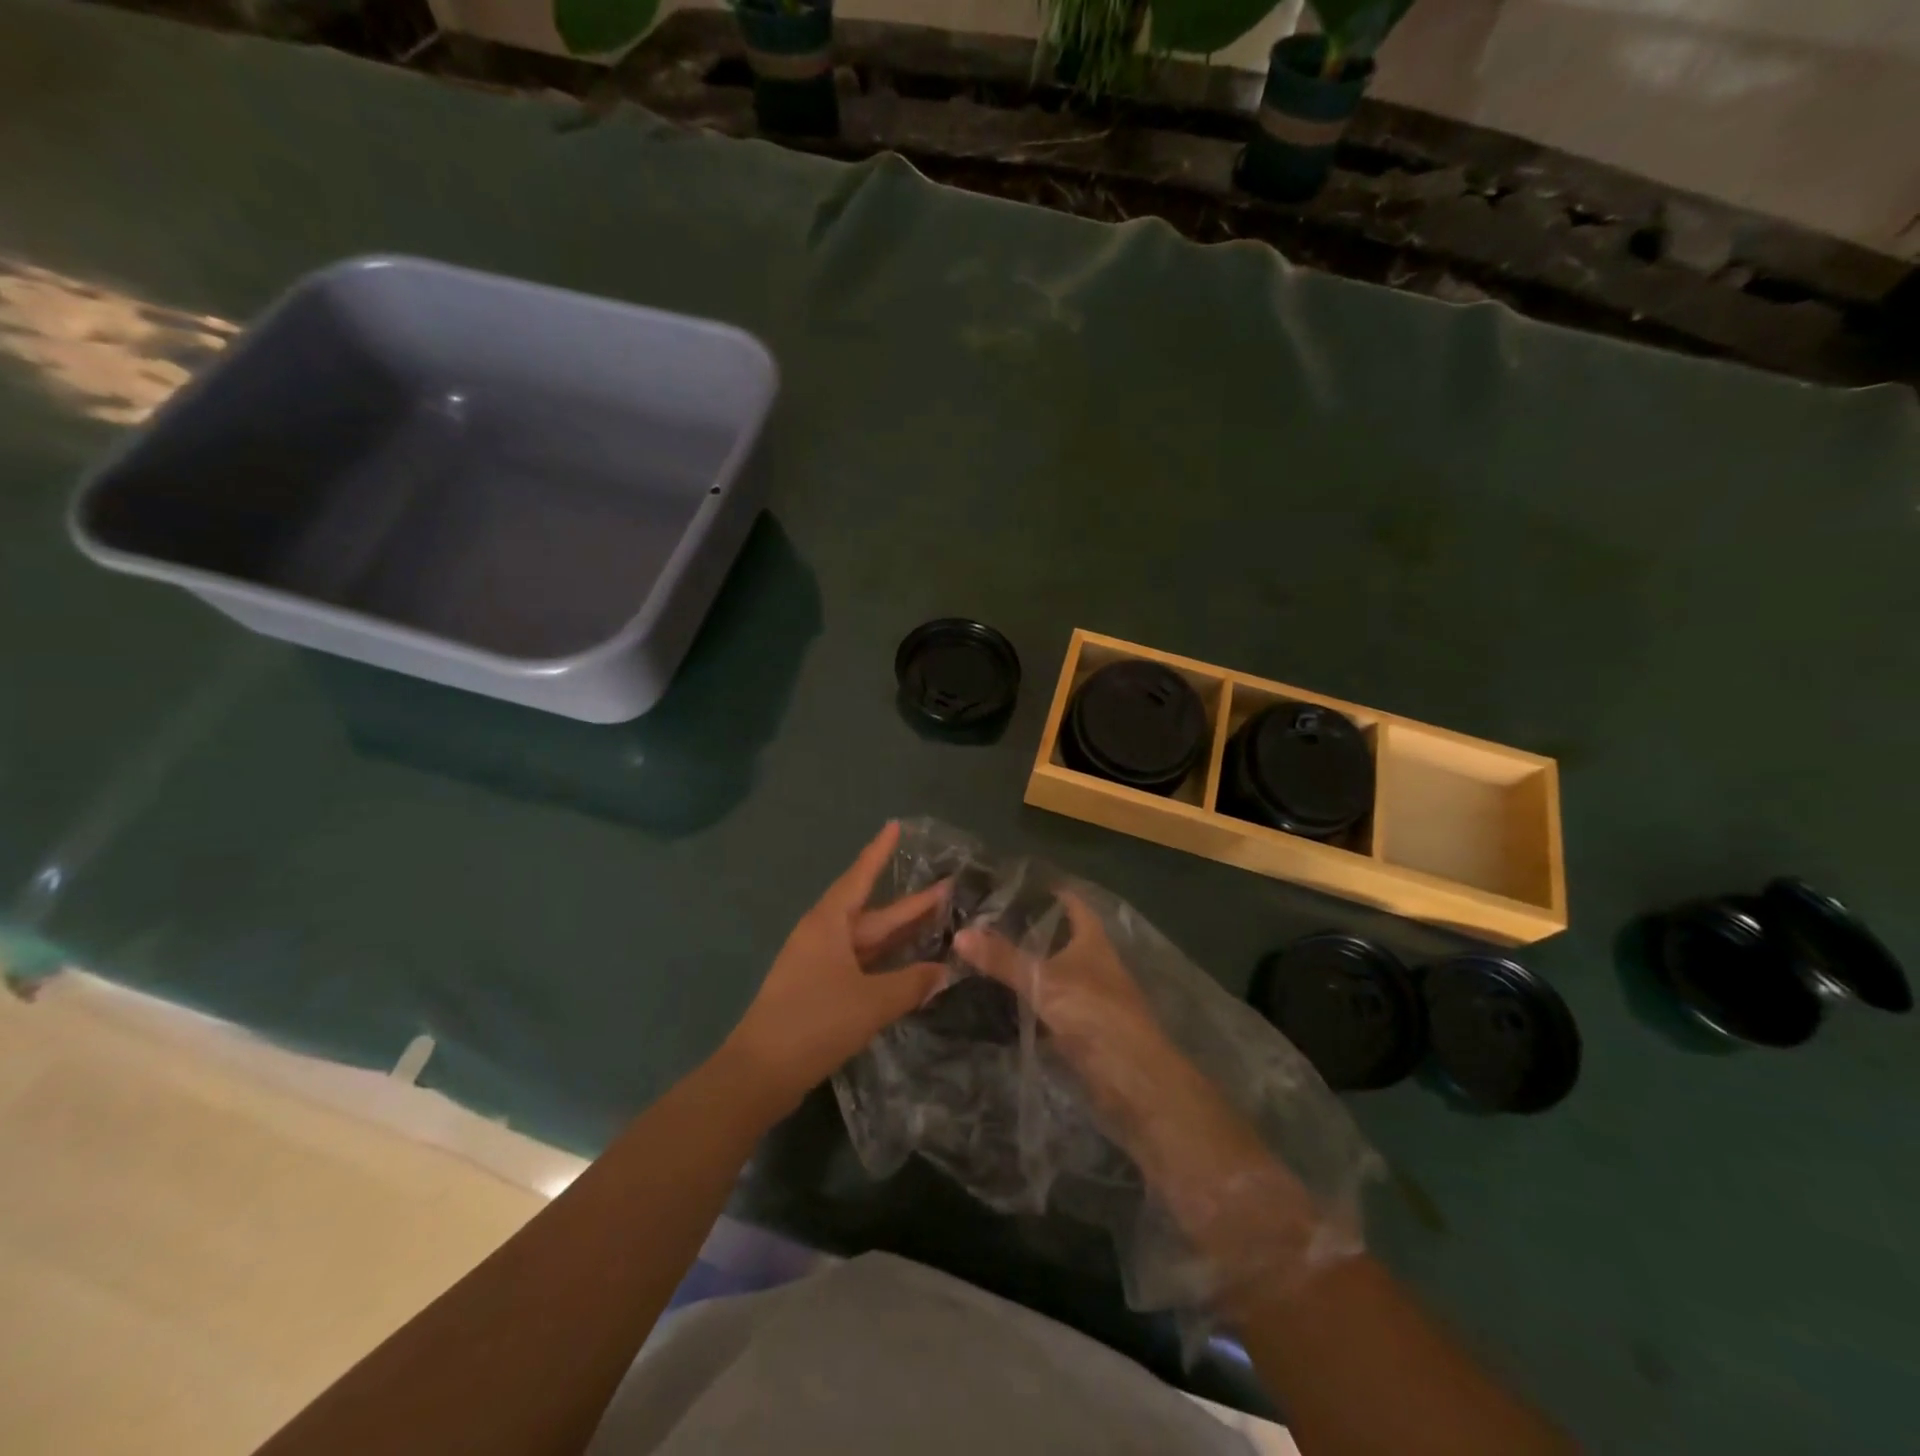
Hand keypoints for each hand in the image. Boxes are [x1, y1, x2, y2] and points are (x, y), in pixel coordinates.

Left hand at [722, 821, 947, 1113]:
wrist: (760, 1073)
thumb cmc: (814, 1022)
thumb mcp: (871, 1002)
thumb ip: (912, 984)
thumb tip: (945, 971)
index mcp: (828, 924)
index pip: (860, 876)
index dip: (880, 852)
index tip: (895, 825)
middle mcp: (822, 936)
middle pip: (872, 913)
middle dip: (909, 903)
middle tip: (947, 888)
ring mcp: (818, 963)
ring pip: (867, 940)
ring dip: (899, 934)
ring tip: (936, 922)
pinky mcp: (818, 990)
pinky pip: (859, 964)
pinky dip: (885, 962)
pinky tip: (907, 966)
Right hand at [954, 893, 1177, 1123]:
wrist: (1130, 1077)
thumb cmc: (1093, 1013)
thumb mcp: (1043, 980)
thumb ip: (1002, 958)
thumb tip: (960, 933)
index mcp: (1092, 939)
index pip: (1070, 902)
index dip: (1046, 889)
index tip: (1009, 881)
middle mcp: (1092, 961)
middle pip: (1058, 935)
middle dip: (1026, 927)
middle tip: (984, 917)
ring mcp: (1086, 994)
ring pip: (1050, 969)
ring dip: (1024, 962)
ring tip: (983, 950)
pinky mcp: (1079, 1025)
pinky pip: (1046, 1000)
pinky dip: (1026, 996)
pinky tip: (998, 993)